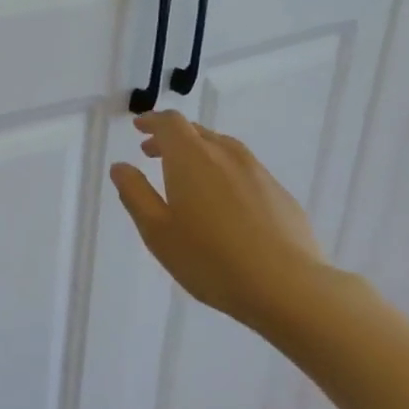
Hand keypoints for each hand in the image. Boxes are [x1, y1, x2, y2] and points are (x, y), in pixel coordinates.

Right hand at [110, 111, 329, 325]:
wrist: (287, 287)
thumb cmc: (209, 258)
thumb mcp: (157, 230)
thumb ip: (135, 193)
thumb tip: (121, 167)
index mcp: (191, 158)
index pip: (170, 123)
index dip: (152, 121)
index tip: (139, 127)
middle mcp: (226, 155)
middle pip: (197, 132)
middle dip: (171, 138)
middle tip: (152, 153)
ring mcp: (258, 173)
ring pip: (223, 149)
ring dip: (199, 153)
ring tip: (186, 177)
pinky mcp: (280, 194)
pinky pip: (244, 171)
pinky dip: (224, 173)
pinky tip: (223, 203)